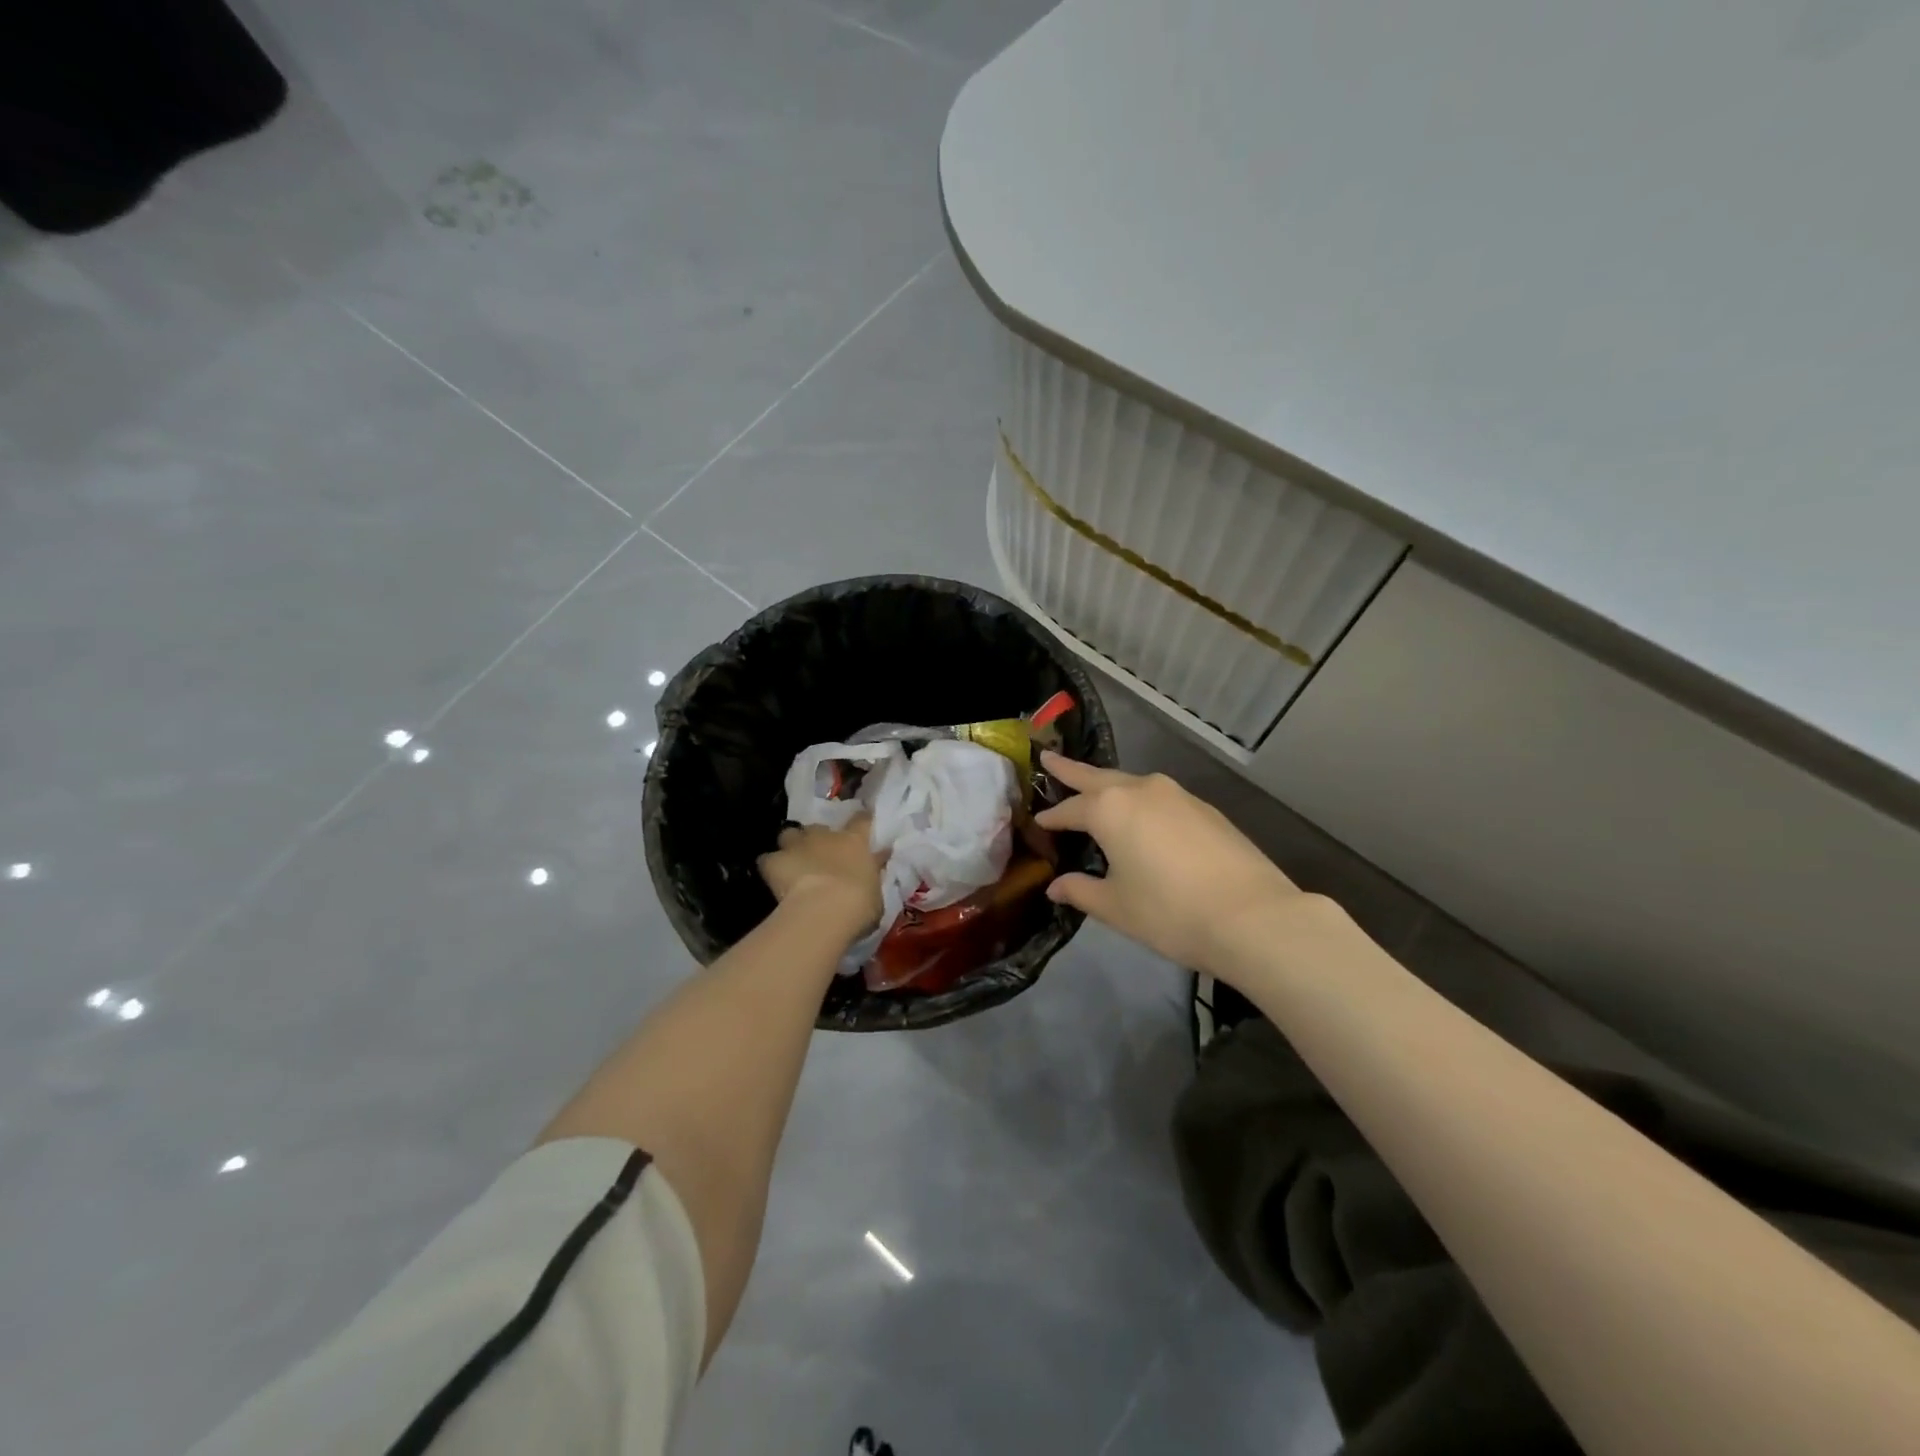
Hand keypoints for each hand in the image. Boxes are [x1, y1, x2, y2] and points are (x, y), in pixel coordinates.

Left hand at [757, 817, 883, 937]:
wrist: (824, 910)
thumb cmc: (859, 904)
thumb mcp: (876, 891)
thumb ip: (872, 873)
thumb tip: (876, 861)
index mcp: (855, 841)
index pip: (861, 820)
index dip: (861, 821)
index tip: (861, 825)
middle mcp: (825, 836)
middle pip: (819, 827)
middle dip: (818, 837)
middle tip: (821, 854)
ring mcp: (798, 845)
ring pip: (789, 834)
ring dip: (792, 845)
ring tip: (793, 861)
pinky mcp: (774, 861)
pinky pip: (767, 859)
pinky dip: (770, 866)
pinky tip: (773, 877)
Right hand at [1035, 752, 1306, 975]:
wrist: (1252, 916)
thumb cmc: (1170, 912)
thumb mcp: (1116, 907)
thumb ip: (1080, 891)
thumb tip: (1055, 886)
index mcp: (1110, 809)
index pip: (1069, 809)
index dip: (1051, 818)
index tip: (1037, 822)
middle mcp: (1141, 790)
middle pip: (1097, 777)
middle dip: (1071, 771)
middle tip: (1049, 760)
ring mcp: (1177, 795)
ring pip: (1132, 783)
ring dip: (1109, 785)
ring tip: (1096, 791)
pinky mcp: (1205, 809)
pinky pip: (1159, 797)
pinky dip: (1140, 802)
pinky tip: (1143, 819)